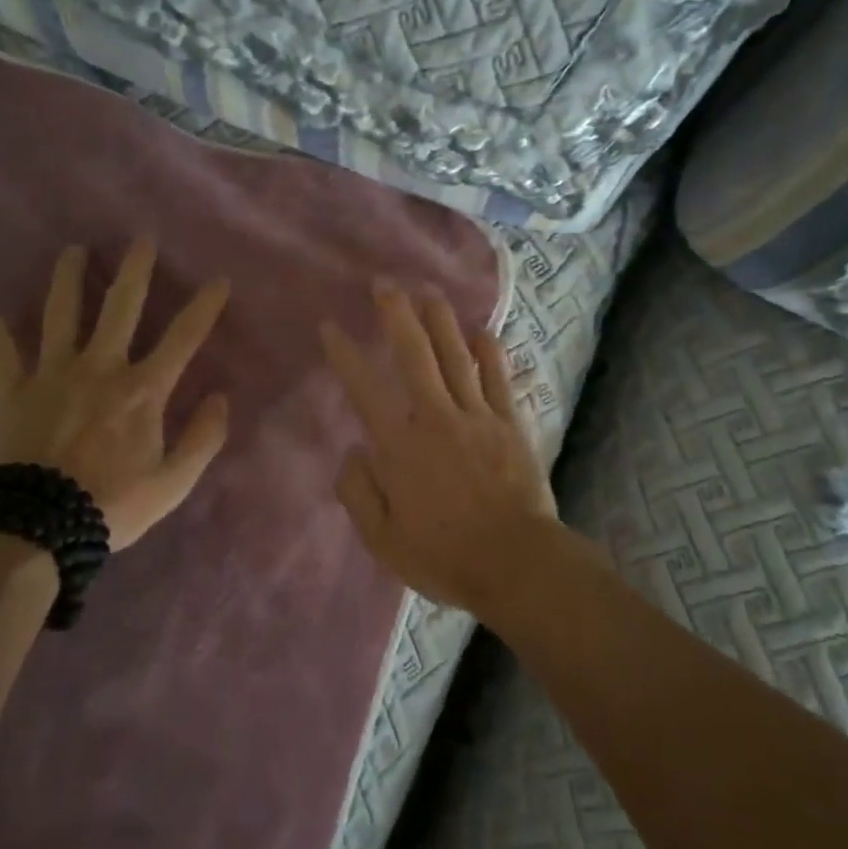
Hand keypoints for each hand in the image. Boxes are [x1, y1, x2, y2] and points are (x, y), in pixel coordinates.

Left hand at [0, 239, 230, 549]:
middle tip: (140, 239)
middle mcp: (100, 367)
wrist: (36, 527)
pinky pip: (5, 358)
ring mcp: (53, 375)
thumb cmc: (112, 505)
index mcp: (142, 389)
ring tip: (72, 253)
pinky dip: (1, 340)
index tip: (219, 281)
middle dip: (135, 270)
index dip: (204, 308)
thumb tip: (221, 399)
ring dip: (68, 280)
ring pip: (61, 315)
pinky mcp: (14, 393)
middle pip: (120, 307)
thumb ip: (203, 438)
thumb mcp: (173, 483)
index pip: (183, 338)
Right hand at [320, 283, 556, 613]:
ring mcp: (477, 415)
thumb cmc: (444, 556)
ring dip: (440, 320)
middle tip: (384, 285)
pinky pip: (498, 376)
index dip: (345, 354)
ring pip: (456, 355)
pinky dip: (490, 350)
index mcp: (401, 446)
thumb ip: (359, 493)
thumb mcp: (383, 540)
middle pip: (415, 354)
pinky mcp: (510, 422)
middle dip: (397, 315)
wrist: (516, 563)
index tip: (331, 327)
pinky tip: (482, 330)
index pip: (365, 389)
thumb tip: (353, 452)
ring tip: (428, 292)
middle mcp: (436, 418)